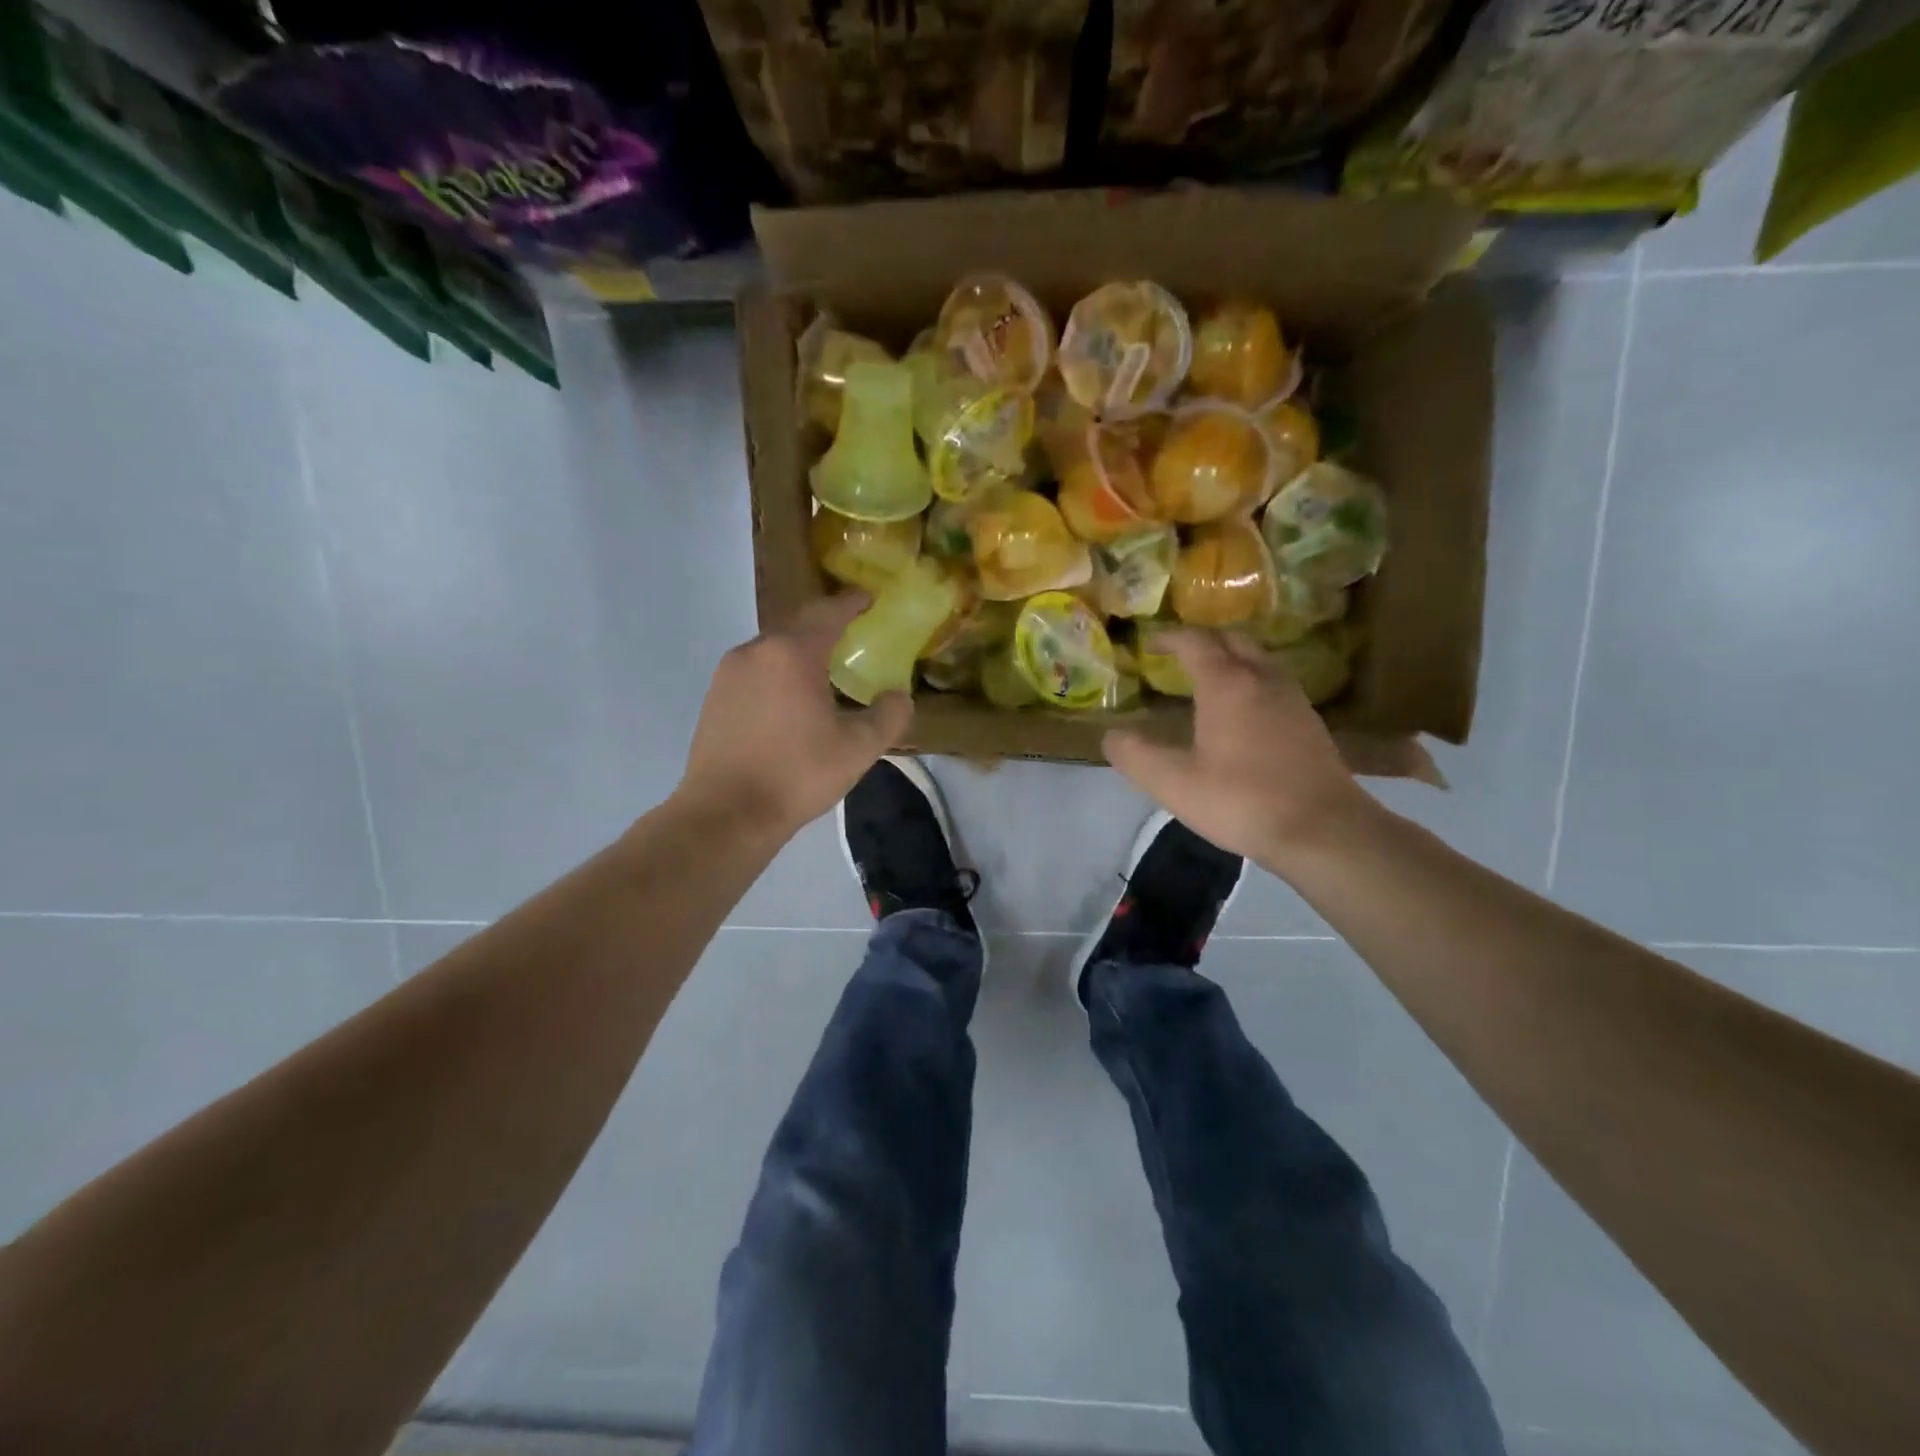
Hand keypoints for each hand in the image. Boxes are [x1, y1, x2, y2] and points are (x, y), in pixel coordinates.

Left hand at [677, 595, 911, 838]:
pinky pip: (755, 670)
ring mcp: (729, 673)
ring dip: (801, 652)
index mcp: (792, 653)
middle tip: (853, 635)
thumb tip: (899, 696)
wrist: (726, 813)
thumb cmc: (797, 774)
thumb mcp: (858, 748)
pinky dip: (778, 673)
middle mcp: (756, 651)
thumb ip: (889, 715)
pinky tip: (791, 699)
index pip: (829, 613)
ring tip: (825, 670)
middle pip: (798, 626)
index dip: (852, 603)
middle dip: (827, 626)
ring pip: (773, 649)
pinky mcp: (714, 696)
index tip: (870, 598)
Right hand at [1103, 629, 1370, 863]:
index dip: (1169, 637)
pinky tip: (1243, 711)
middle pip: (1232, 640)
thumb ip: (1135, 756)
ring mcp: (1292, 699)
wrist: (1323, 830)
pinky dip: (1251, 681)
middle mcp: (1262, 679)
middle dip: (1203, 640)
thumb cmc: (1241, 801)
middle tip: (1179, 654)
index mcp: (1226, 684)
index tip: (1150, 643)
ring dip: (1231, 658)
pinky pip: (1274, 683)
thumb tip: (1112, 735)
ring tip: (1208, 678)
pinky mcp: (1310, 722)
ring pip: (1259, 659)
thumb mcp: (1173, 783)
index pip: (1195, 642)